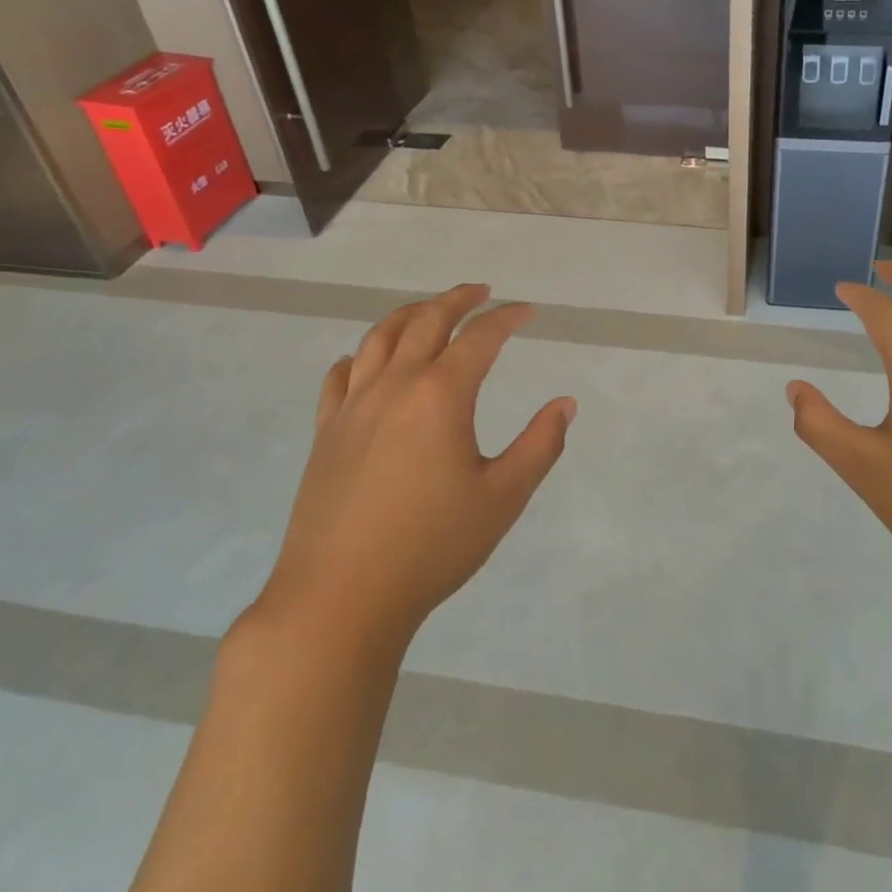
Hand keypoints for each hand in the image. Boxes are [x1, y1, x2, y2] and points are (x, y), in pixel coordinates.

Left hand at [254, 284, 573, 648]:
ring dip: (410, 314)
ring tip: (430, 310)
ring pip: (380, 338)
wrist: (339, 600)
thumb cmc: (432, 548)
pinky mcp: (327, 432)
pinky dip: (362, 355)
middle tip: (481, 292)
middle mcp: (395, 386)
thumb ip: (540, 445)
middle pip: (426, 321)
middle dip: (457, 300)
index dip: (507, 318)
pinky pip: (342, 376)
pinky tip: (369, 362)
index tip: (527, 312)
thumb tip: (565, 404)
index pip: (480, 337)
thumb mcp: (503, 498)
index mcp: (441, 396)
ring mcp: (354, 407)